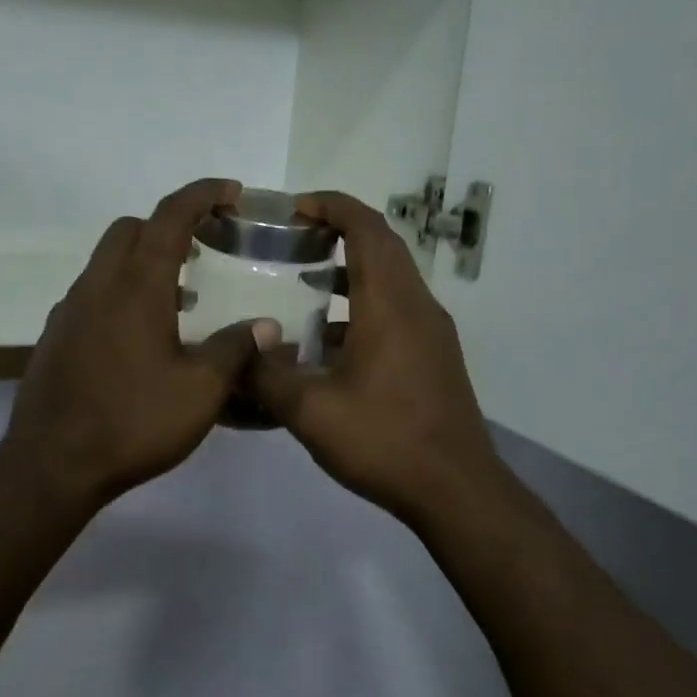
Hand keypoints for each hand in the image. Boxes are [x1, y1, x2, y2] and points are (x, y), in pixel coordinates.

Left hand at [0, 178, 277, 510]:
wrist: (52, 465)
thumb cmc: (133, 422)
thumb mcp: (201, 391)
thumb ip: (235, 350)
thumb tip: (266, 326)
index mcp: (136, 286)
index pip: (170, 216)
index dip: (202, 194)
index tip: (232, 192)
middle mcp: (98, 286)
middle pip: (130, 229)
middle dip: (168, 224)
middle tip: (204, 250)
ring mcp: (70, 310)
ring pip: (107, 261)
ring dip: (144, 261)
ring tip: (181, 298)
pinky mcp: (55, 336)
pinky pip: (92, 293)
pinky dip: (121, 292)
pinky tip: (141, 336)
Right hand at [252, 191, 509, 528]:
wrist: (456, 490)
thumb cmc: (384, 440)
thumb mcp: (311, 412)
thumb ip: (267, 376)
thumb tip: (240, 352)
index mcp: (390, 304)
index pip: (366, 228)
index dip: (332, 206)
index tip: (295, 206)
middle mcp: (416, 306)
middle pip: (382, 246)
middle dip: (339, 231)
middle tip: (293, 237)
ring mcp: (430, 331)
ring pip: (390, 279)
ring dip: (350, 269)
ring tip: (304, 280)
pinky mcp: (433, 356)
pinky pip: (395, 310)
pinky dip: (361, 305)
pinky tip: (327, 341)